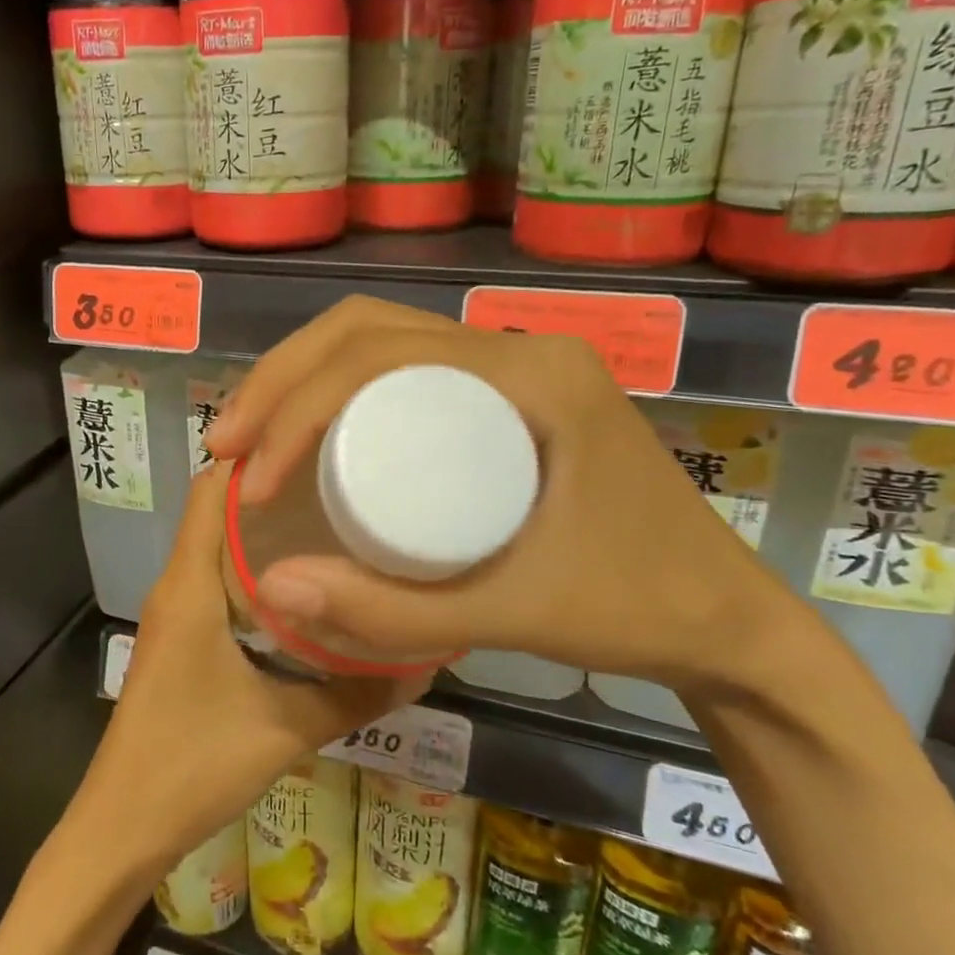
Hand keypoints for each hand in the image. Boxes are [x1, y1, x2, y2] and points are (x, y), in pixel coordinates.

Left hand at [70, 460, 429, 885]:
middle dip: (272, 487)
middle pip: (218, 510)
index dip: (256, 455)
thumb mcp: (285, 729)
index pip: (212, 490)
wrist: (122, 828)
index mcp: (190, 586)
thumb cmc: (193, 765)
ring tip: (333, 517)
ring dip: (265, 528)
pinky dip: (255, 568)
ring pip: (218, 545)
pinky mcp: (181, 638)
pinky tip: (305, 582)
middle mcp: (177, 585)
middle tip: (343, 476)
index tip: (316, 439)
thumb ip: (356, 695)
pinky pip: (217, 580)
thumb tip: (424, 664)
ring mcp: (175, 612)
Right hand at [203, 296, 803, 700]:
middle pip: (370, 331)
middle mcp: (521, 349)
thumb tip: (272, 584)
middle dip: (283, 380)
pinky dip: (342, 392)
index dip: (296, 408)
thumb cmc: (634, 610)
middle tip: (228, 444)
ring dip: (305, 379)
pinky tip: (311, 437)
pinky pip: (408, 372)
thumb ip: (391, 611)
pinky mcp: (509, 398)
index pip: (381, 355)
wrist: (726, 623)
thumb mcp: (509, 614)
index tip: (250, 479)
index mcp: (531, 374)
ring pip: (383, 343)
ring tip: (251, 438)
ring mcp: (517, 369)